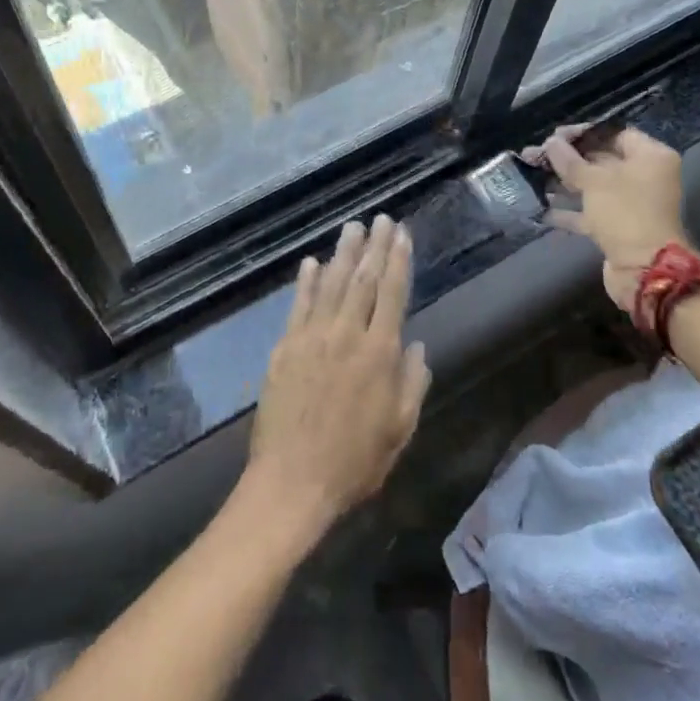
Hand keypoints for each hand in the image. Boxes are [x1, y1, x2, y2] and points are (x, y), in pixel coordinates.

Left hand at [246, 215, 429, 536]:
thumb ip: (412, 383)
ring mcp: (311, 338)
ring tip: (352, 227)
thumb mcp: (399, 429)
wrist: (292, 481)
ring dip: (343, 254)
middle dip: (374, 247)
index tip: (402, 234)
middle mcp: (346, 335)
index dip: (398, 261)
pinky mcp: (284, 348)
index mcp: (379, 353)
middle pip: (363, 280)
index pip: (392, 294)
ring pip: (331, 285)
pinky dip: (306, 282)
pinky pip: (298, 306)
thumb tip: (415, 345)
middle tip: (381, 219)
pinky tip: (312, 262)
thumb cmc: (354, 462)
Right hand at [521, 125, 689, 315]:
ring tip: (530, 177)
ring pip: (592, 187)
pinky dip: (567, 210)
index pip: (614, 134)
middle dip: (566, 159)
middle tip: (534, 155)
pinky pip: (589, 212)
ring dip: (562, 183)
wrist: (644, 270)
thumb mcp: (594, 181)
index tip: (555, 137)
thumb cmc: (624, 213)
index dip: (583, 133)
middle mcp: (644, 177)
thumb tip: (551, 143)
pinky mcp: (618, 227)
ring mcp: (631, 204)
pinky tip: (539, 207)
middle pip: (600, 160)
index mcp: (650, 157)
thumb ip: (569, 160)